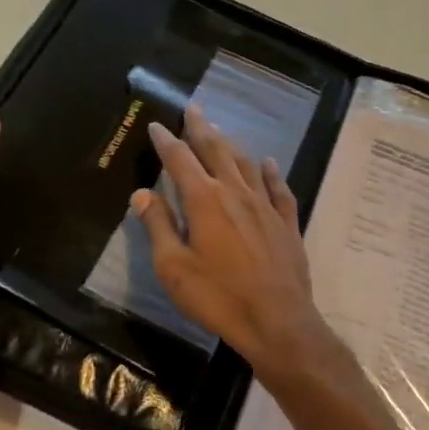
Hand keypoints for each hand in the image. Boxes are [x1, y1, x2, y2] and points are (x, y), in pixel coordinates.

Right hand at [132, 106, 342, 383]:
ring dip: (231, 145)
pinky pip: (278, 189)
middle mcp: (236, 193)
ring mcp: (265, 206)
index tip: (157, 125)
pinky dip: (271, 173)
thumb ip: (158, 226)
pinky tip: (268, 164)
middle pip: (216, 151)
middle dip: (201, 128)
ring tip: (220, 131)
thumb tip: (142, 194)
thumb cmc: (217, 297)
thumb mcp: (174, 267)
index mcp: (204, 200)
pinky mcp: (286, 224)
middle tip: (194, 108)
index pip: (180, 160)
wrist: (277, 321)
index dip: (167, 141)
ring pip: (246, 164)